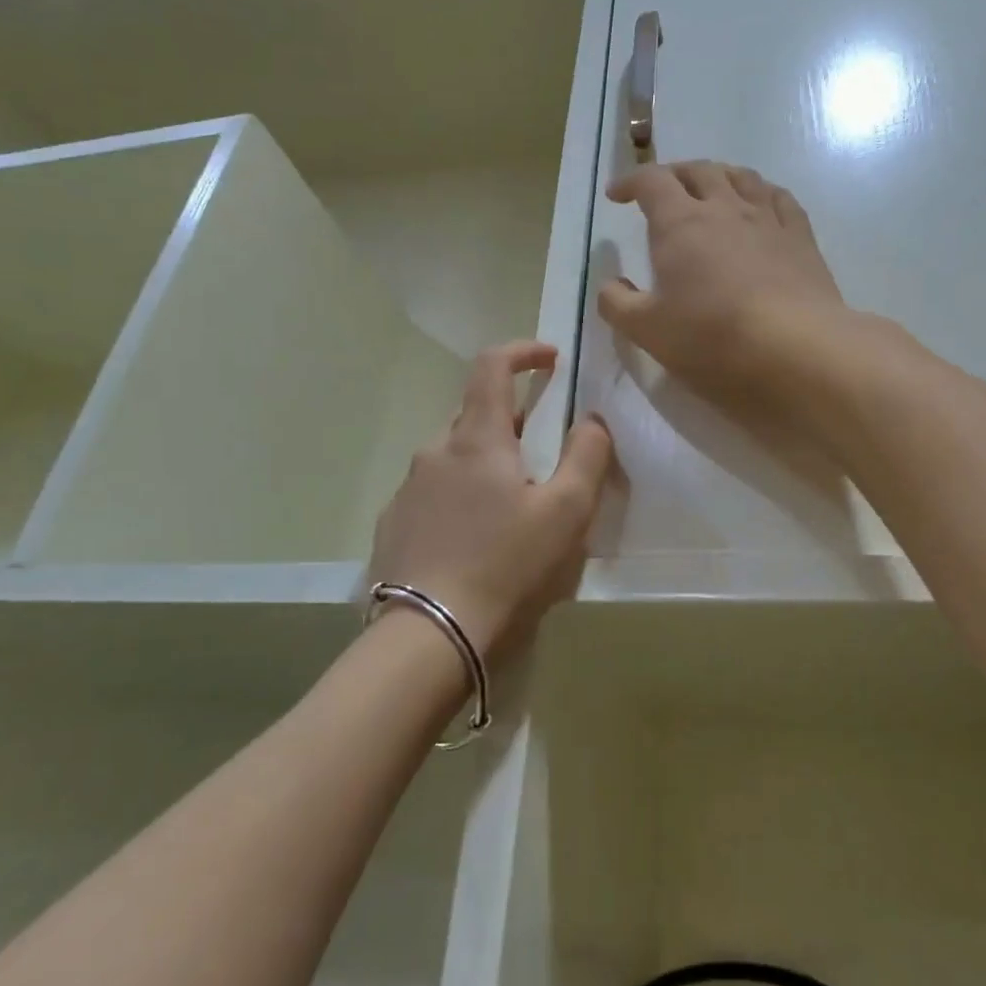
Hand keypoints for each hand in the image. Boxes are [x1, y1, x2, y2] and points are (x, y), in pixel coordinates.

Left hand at [367, 341, 613, 659]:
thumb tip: (592, 420)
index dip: (522, 351)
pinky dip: (457, 496)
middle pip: (473, 414)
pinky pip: (431, 492)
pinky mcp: (393, 524)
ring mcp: (408, 488)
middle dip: (510, 419)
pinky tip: (472, 539)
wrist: (428, 635)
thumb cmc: (506, 565)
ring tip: (509, 506)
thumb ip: (587, 456)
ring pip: (451, 456)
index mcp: (477, 439)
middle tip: (540, 452)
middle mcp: (435, 451)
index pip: (492, 366)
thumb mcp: (566, 511)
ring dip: (483, 462)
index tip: (550, 358)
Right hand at [599, 161, 852, 422]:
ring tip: (710, 188)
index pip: (652, 181)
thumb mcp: (647, 331)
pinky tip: (761, 205)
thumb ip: (618, 304)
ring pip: (741, 177)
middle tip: (661, 192)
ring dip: (718, 175)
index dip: (630, 182)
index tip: (617, 196)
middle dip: (674, 174)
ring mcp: (768, 220)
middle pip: (698, 170)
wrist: (796, 351)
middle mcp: (724, 208)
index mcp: (680, 223)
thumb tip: (611, 285)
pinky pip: (780, 198)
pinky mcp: (801, 239)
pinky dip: (761, 192)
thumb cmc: (712, 338)